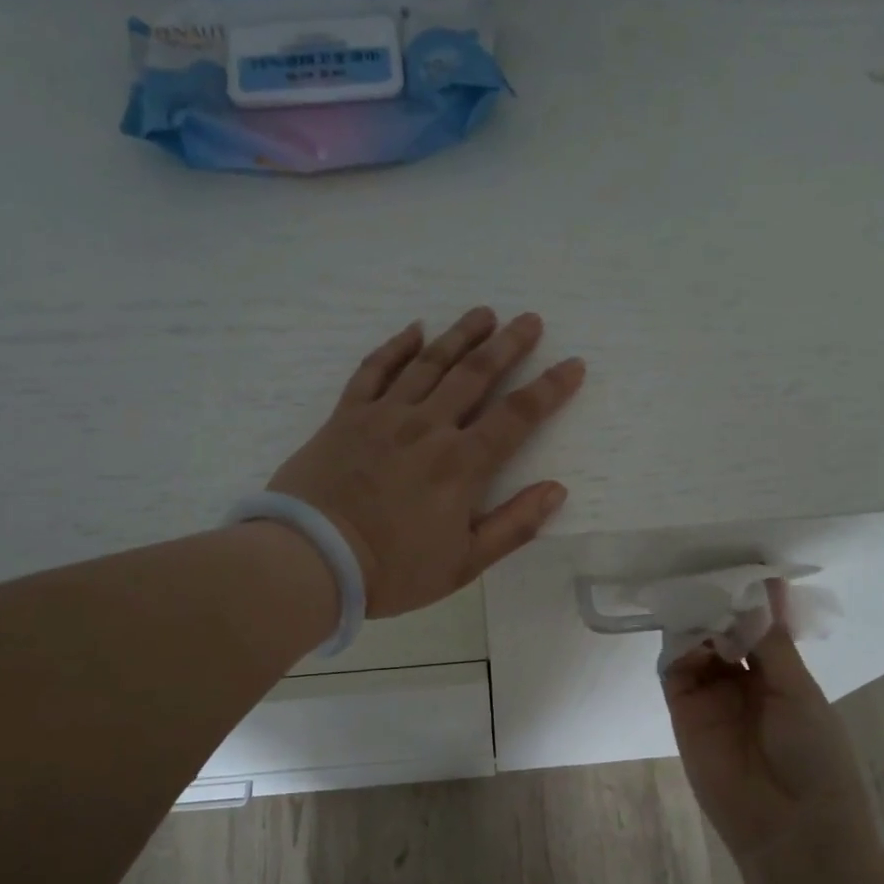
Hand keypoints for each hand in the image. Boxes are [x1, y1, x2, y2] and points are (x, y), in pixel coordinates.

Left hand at [268, 308, 585, 618]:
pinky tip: (414, 328)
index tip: (572, 365)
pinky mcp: (346, 416)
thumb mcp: (464, 563)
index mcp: (461, 464)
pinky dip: (395, 347)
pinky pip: (374, 370)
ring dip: (460, 335)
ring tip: (484, 313)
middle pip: (475, 375)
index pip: (517, 416)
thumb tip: (556, 490)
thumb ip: (514, 525)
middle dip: (508, 345)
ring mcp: (384, 416)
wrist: (311, 559)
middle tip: (530, 320)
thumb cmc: (393, 570)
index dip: (550, 389)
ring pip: (429, 363)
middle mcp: (428, 428)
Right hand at [662, 582, 877, 865]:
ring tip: (697, 599)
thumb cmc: (813, 755)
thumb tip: (767, 583)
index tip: (738, 568)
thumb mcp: (798, 690)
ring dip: (696, 622)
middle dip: (716, 606)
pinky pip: (674, 670)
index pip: (756, 626)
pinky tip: (686, 628)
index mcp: (779, 674)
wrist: (790, 828)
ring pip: (695, 645)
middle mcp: (743, 681)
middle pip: (721, 632)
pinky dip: (677, 646)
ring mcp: (711, 696)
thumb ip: (771, 639)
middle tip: (709, 576)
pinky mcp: (684, 711)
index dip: (746, 600)